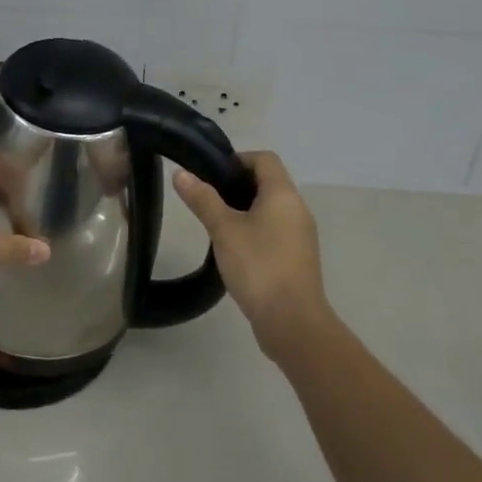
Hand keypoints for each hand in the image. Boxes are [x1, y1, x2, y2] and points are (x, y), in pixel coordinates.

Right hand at [173, 151, 330, 361]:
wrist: (293, 322)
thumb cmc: (258, 266)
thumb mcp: (223, 229)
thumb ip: (202, 199)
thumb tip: (180, 173)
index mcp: (283, 194)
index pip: (265, 159)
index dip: (238, 159)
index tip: (211, 174)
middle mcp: (298, 208)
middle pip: (268, 182)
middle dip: (237, 185)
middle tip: (208, 199)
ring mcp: (301, 235)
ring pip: (272, 208)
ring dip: (245, 209)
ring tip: (217, 224)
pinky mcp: (298, 258)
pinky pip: (276, 230)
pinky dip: (256, 230)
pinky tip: (235, 249)